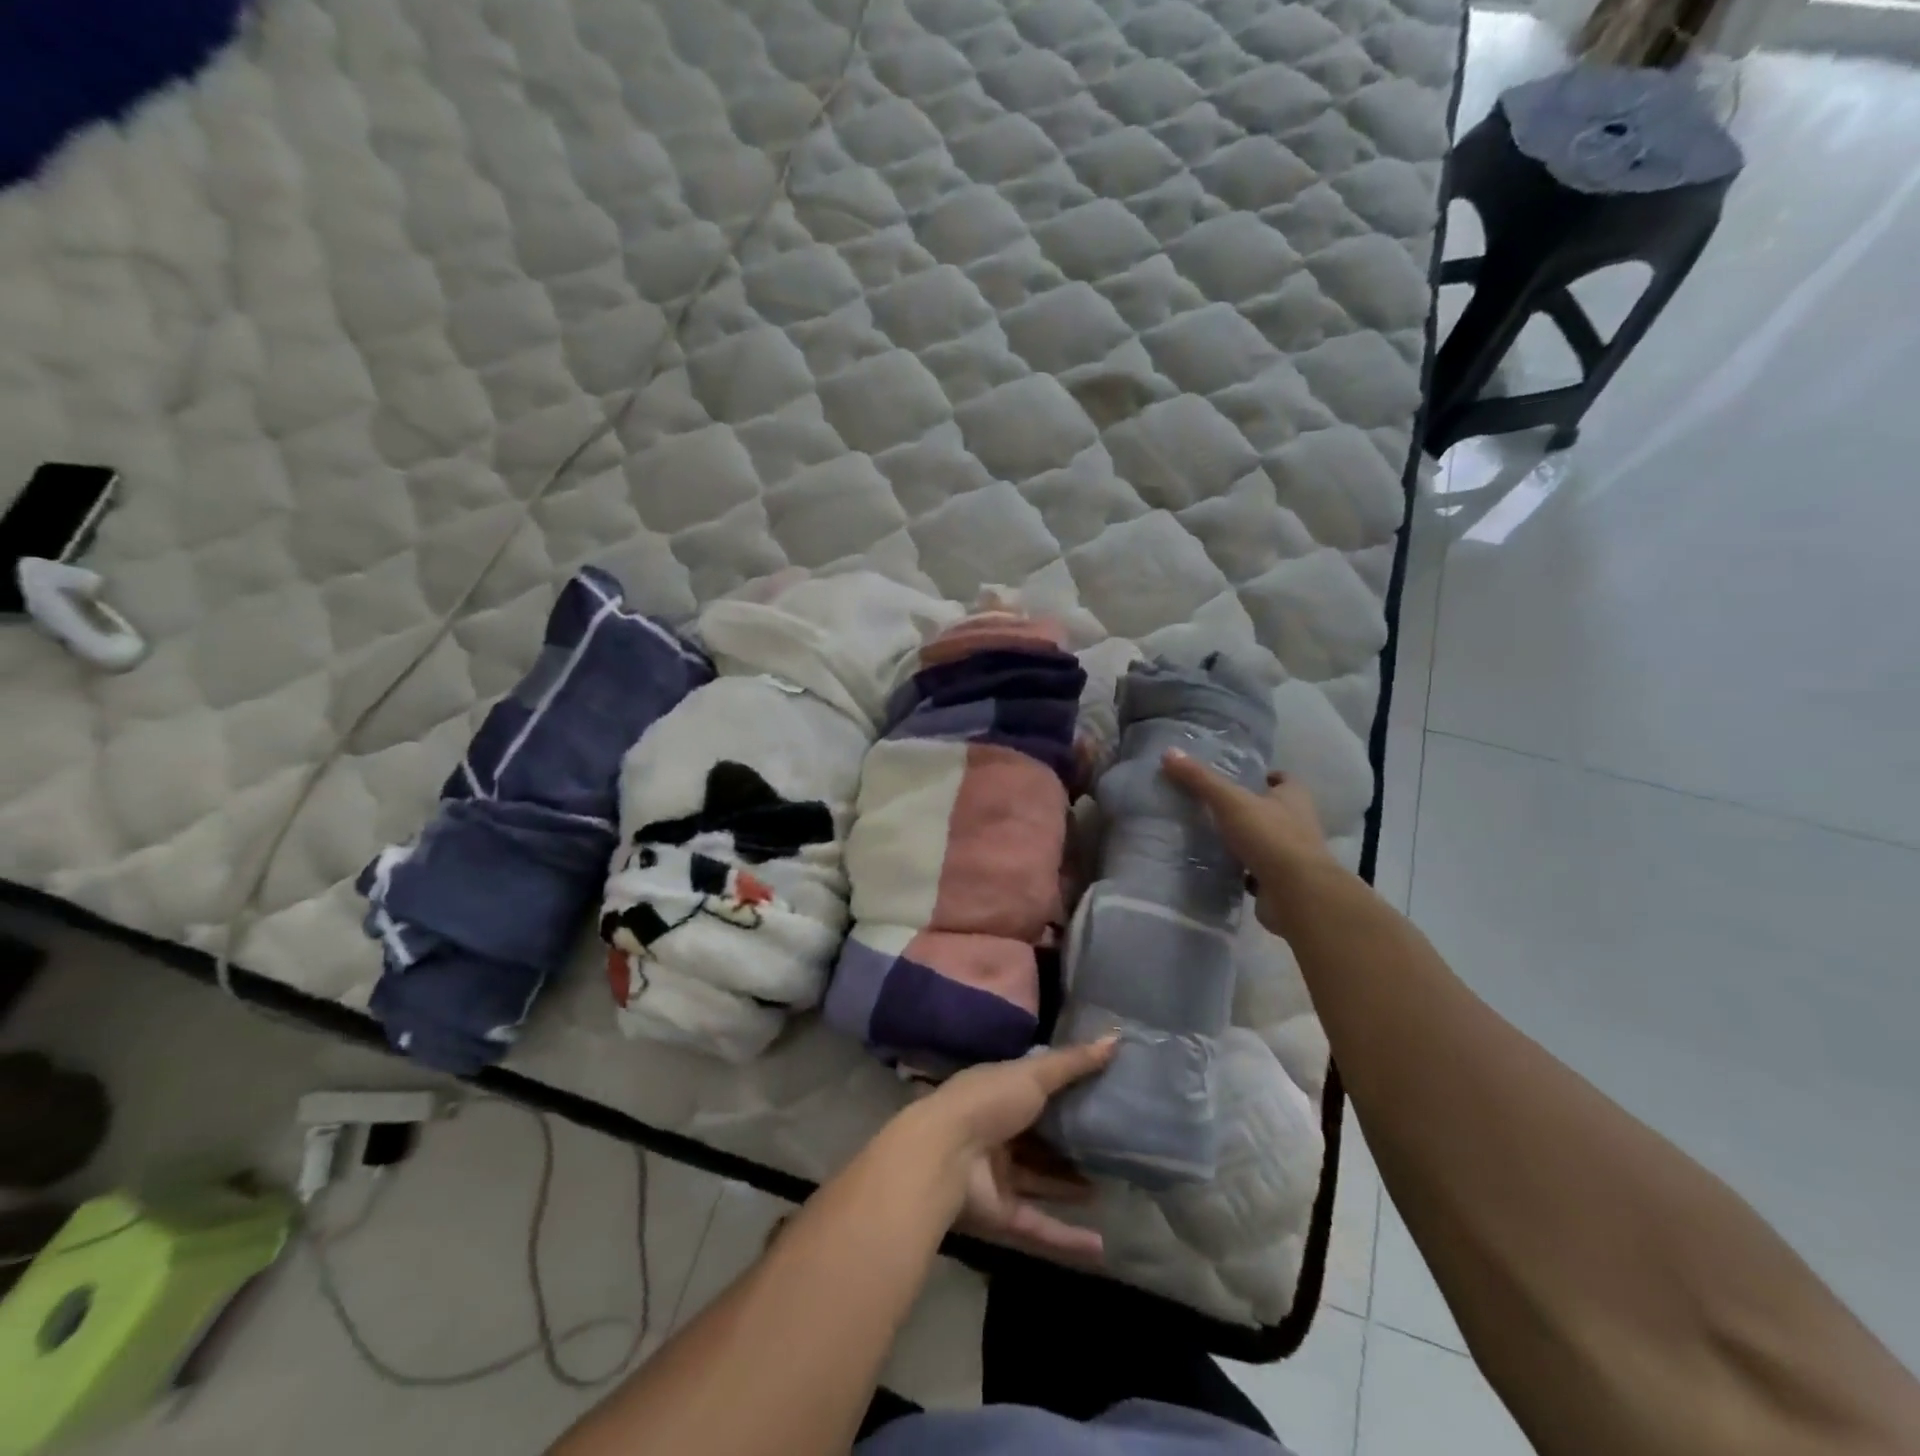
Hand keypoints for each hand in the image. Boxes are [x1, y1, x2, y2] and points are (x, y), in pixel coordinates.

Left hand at [912, 1039, 1116, 1263]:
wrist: (943, 1156)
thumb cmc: (988, 1102)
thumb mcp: (1034, 1074)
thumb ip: (1073, 1062)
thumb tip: (1115, 1038)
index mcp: (999, 1093)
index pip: (1035, 1090)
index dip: (1065, 1092)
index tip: (1102, 1095)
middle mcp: (997, 1132)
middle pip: (1039, 1139)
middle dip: (1070, 1144)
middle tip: (1112, 1146)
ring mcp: (997, 1175)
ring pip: (1040, 1181)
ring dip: (1070, 1187)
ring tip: (1111, 1187)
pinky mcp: (1001, 1214)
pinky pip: (1039, 1225)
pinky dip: (1067, 1239)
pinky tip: (1101, 1247)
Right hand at [1160, 748, 1340, 936]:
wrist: (1296, 894)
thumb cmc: (1270, 837)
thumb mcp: (1230, 801)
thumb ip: (1200, 779)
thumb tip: (1169, 752)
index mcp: (1293, 797)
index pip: (1283, 779)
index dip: (1264, 776)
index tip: (1237, 777)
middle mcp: (1298, 823)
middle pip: (1272, 809)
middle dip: (1248, 808)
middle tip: (1213, 805)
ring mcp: (1291, 855)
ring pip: (1264, 841)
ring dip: (1243, 840)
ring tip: (1209, 834)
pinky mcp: (1280, 882)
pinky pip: (1257, 870)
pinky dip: (1241, 869)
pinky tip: (1217, 866)